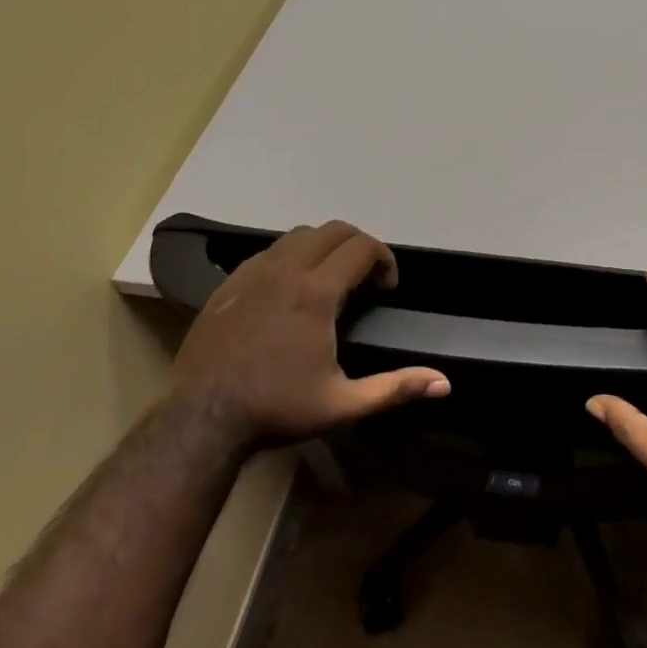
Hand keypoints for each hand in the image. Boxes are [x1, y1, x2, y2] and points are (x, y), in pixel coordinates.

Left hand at [171, 221, 448, 442]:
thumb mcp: (343, 404)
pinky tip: (290, 290)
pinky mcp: (230, 283)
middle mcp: (286, 270)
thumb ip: (395, 388)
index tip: (387, 287)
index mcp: (316, 293)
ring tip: (331, 280)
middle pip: (334, 230)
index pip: (362, 247)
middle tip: (367, 279)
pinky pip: (270, 251)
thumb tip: (445, 383)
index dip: (385, 259)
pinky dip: (292, 256)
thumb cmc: (277, 408)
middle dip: (360, 245)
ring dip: (325, 247)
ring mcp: (253, 272)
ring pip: (300, 235)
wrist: (201, 417)